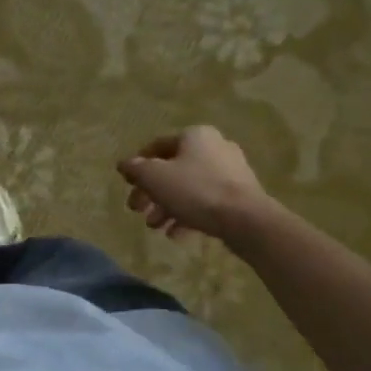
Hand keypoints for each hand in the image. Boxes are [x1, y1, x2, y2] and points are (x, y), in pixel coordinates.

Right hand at [117, 126, 266, 240]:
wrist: (246, 220)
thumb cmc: (195, 190)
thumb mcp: (155, 177)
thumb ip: (136, 169)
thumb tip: (124, 164)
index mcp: (195, 136)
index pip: (157, 146)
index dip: (138, 165)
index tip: (128, 185)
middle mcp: (215, 147)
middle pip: (173, 169)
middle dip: (152, 192)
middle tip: (137, 210)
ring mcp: (231, 172)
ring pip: (189, 188)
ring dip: (167, 207)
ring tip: (155, 227)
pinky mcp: (241, 196)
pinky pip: (207, 202)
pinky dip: (189, 215)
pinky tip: (176, 234)